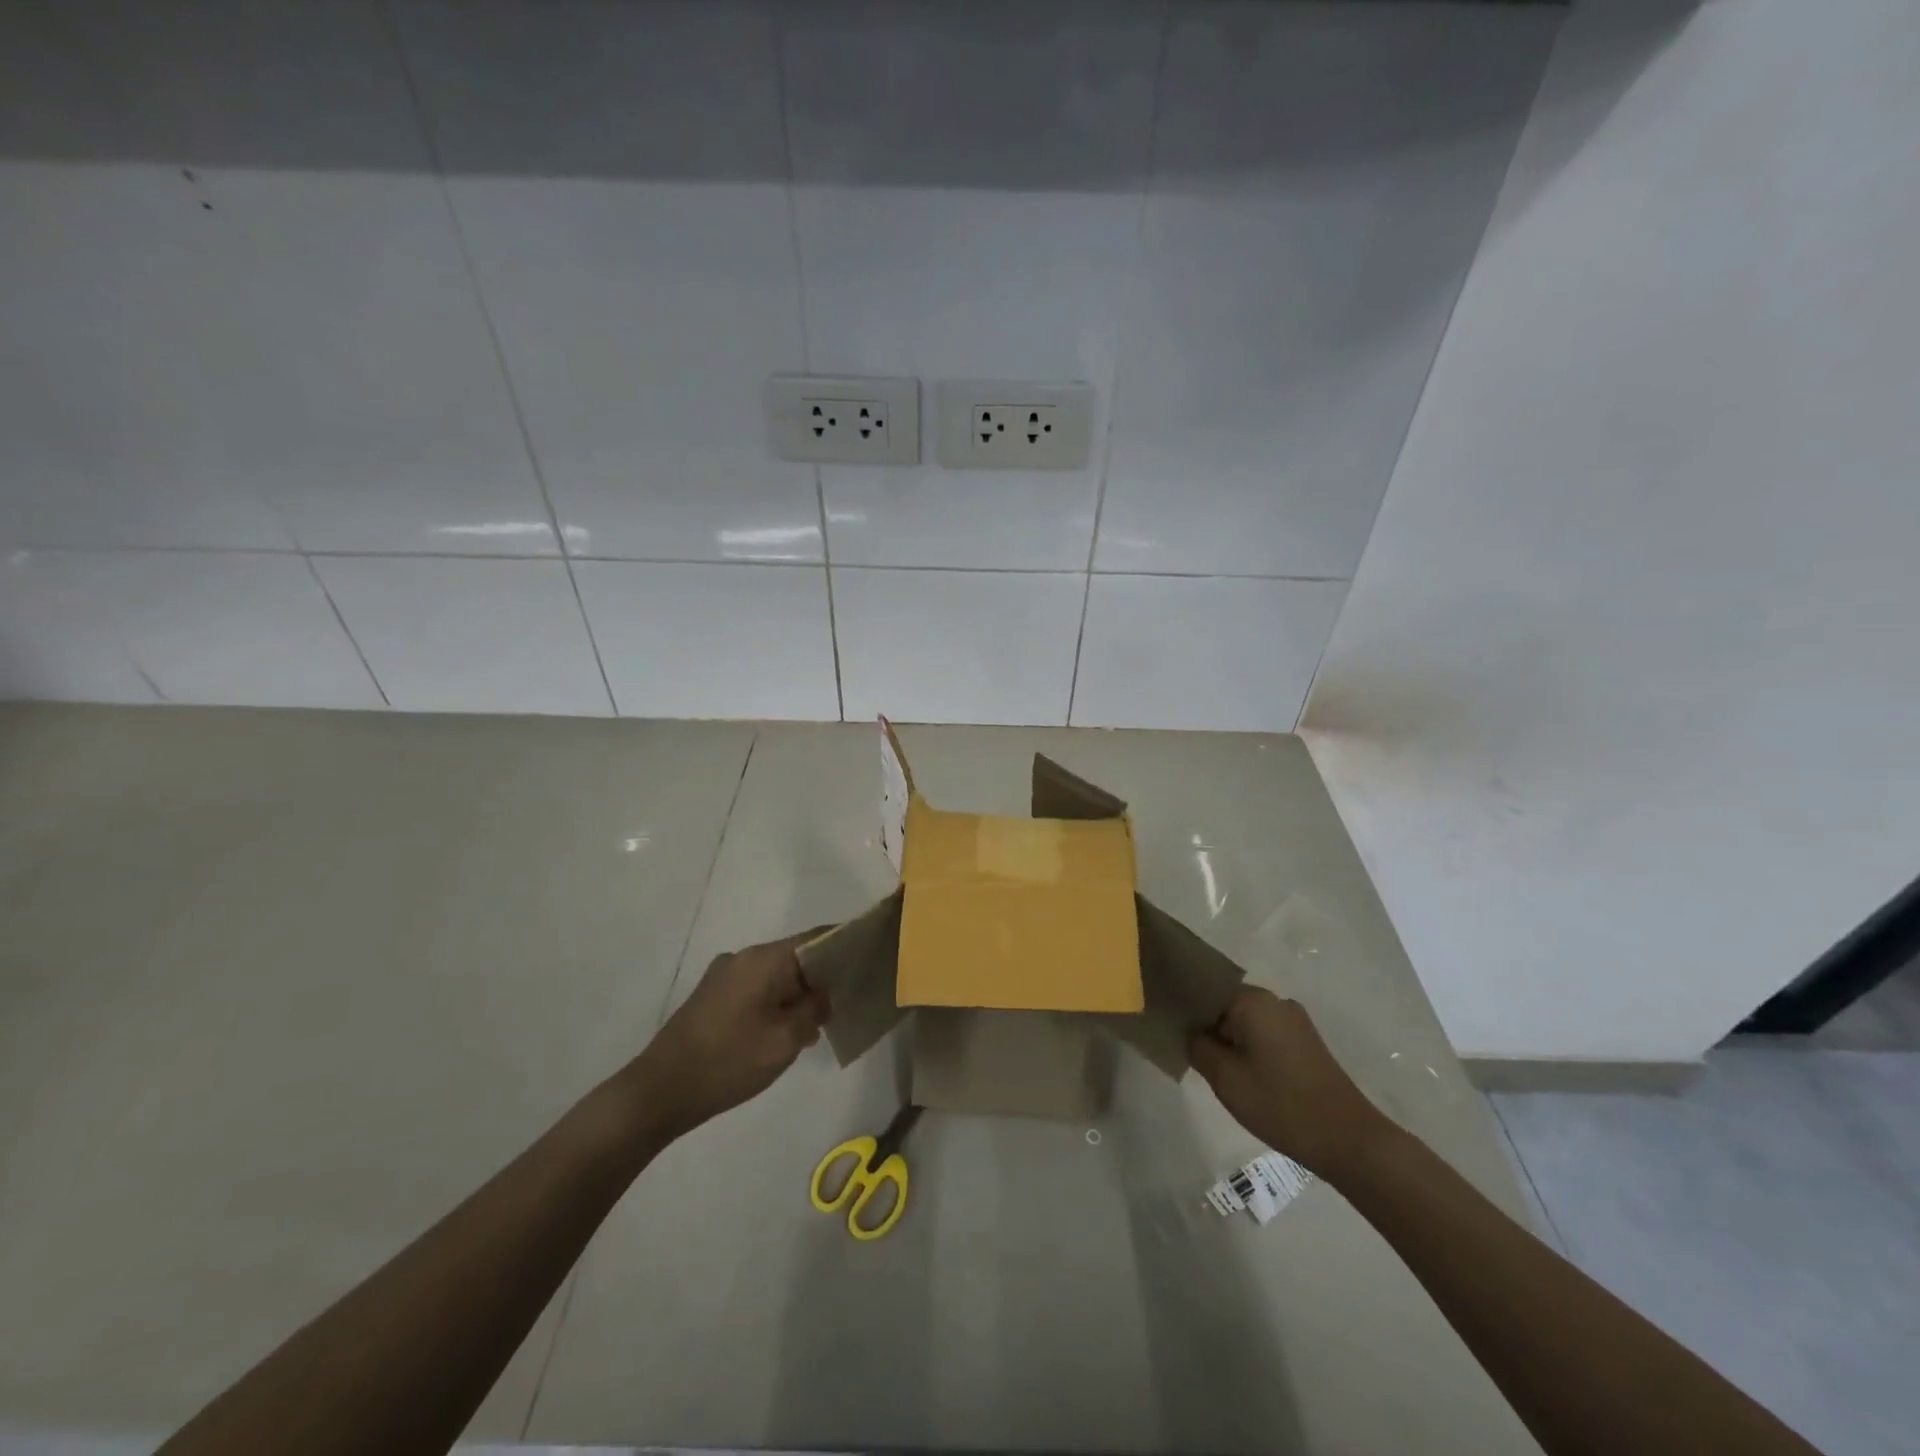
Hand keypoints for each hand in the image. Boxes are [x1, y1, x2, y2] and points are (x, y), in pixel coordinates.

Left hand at [636, 928, 832, 1138]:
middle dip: (824, 978)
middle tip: (850, 1002)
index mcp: (763, 960)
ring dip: (799, 996)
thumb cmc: (727, 1062)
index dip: (845, 945)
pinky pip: (758, 989)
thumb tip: (824, 994)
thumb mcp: (783, 1041)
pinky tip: (789, 1033)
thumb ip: (813, 1009)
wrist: (659, 1092)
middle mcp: (744, 958)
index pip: (816, 938)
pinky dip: (778, 1003)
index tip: (870, 958)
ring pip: (777, 976)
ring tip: (821, 1025)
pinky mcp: (714, 996)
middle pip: (796, 956)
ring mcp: (725, 976)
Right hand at [1188, 987, 1391, 1180]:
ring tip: (1211, 1068)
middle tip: (1186, 1053)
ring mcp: (1295, 1022)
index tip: (1168, 1028)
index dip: (1184, 1009)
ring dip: (1228, 1040)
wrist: (1349, 1140)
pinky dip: (1248, 1049)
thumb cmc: (1281, 1104)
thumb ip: (1198, 1047)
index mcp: (1254, 1000)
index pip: (1205, 990)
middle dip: (1206, 1026)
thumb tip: (1192, 1033)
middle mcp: (1276, 1001)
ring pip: (1246, 1022)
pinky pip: (1265, 1035)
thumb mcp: (1225, 1078)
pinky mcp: (1307, 1044)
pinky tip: (1241, 1076)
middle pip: (1226, 1005)